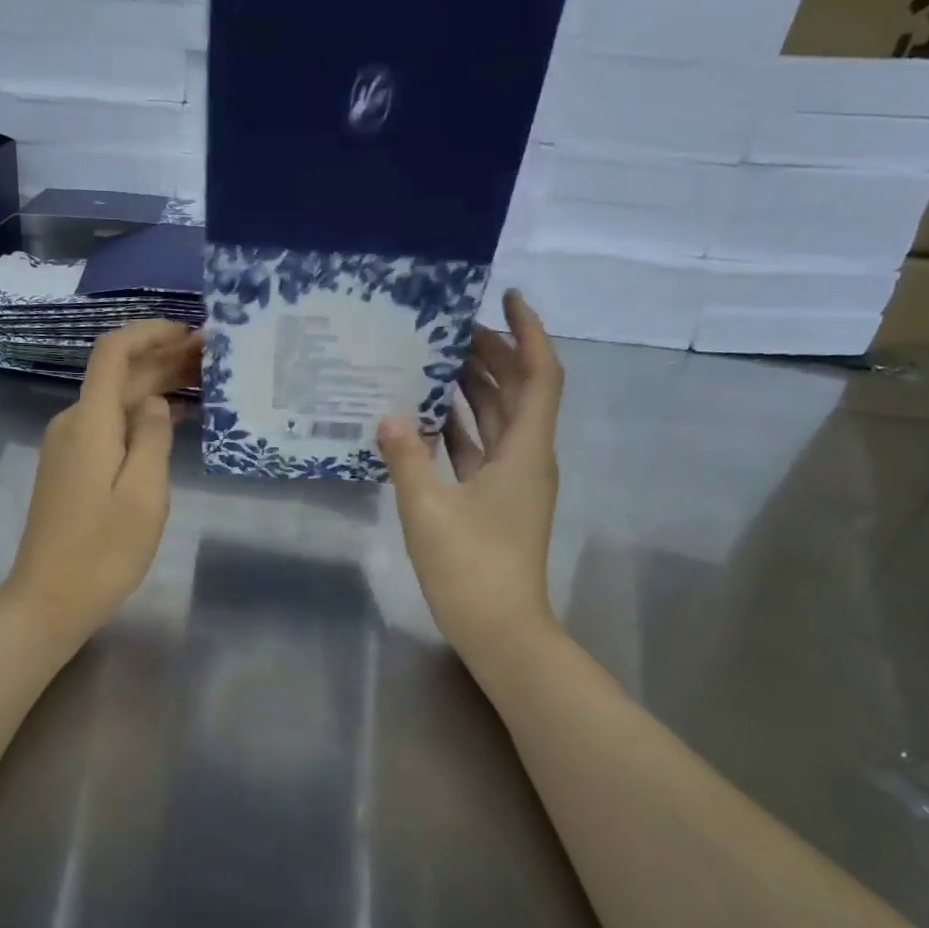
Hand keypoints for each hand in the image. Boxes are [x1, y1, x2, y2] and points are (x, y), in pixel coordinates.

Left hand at [4, 319, 200, 635]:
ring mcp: (68, 447)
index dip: (150, 332)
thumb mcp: (144, 496)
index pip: (113, 352)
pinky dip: (141, 416)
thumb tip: (157, 402)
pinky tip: (173, 420)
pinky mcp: (70, 469)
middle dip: (163, 360)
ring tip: (203, 383)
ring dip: (155, 387)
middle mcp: (73, 424)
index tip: (190, 333)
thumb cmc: (103, 551)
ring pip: (115, 401)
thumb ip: (153, 439)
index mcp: (90, 422)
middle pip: (118, 376)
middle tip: (213, 358)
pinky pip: (109, 426)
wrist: (48, 599)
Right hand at [378, 289, 564, 660]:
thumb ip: (407, 458)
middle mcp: (527, 458)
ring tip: (436, 361)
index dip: (528, 332)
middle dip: (493, 355)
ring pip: (500, 420)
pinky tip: (429, 418)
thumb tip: (388, 415)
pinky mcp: (496, 503)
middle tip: (451, 328)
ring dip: (476, 389)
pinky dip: (461, 428)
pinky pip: (482, 449)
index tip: (506, 297)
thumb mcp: (428, 509)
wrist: (500, 630)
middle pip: (519, 392)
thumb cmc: (471, 567)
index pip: (540, 375)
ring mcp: (513, 482)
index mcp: (525, 451)